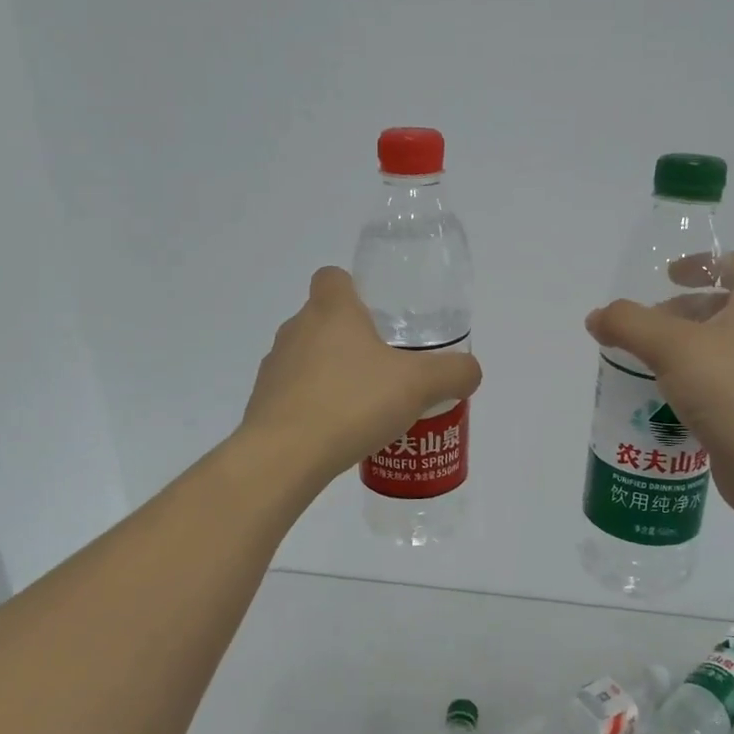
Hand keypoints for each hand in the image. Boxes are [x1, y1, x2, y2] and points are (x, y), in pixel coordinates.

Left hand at [242, 267, 482, 483]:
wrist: (284, 456)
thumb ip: (453, 372)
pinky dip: (316, 405)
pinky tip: (340, 432)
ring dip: (333, 374)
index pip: (332, 277)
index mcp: (331, 311)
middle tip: (386, 368)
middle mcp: (296, 329)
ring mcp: (275, 367)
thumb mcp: (419, 385)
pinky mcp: (263, 403)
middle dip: (353, 339)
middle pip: (323, 320)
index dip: (354, 289)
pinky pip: (296, 394)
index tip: (378, 316)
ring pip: (308, 358)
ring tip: (366, 406)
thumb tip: (469, 371)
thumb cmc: (352, 403)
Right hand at [585, 251, 733, 518]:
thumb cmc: (732, 388)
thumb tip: (597, 317)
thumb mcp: (671, 345)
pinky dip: (684, 390)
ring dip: (677, 354)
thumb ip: (628, 324)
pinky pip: (712, 390)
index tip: (669, 276)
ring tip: (640, 366)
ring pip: (713, 353)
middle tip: (642, 329)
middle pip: (720, 310)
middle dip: (678, 314)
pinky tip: (655, 404)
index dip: (704, 263)